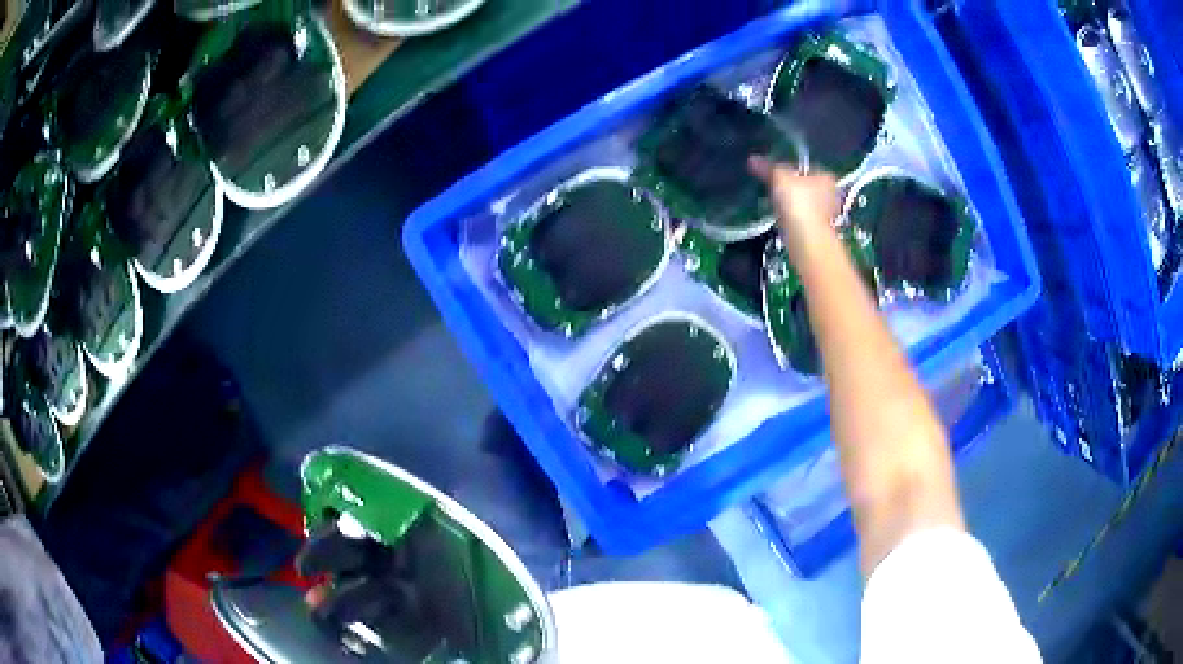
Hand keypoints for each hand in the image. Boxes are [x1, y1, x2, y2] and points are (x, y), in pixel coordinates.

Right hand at [748, 156, 839, 263]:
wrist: (806, 239)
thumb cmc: (798, 202)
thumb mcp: (779, 178)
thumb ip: (767, 168)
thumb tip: (753, 160)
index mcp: (826, 176)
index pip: (805, 167)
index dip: (789, 168)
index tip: (775, 173)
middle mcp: (831, 194)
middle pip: (806, 187)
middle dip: (792, 188)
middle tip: (774, 188)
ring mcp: (826, 215)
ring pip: (804, 204)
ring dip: (791, 205)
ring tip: (775, 205)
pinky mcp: (818, 231)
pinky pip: (801, 220)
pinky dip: (792, 219)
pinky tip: (782, 220)